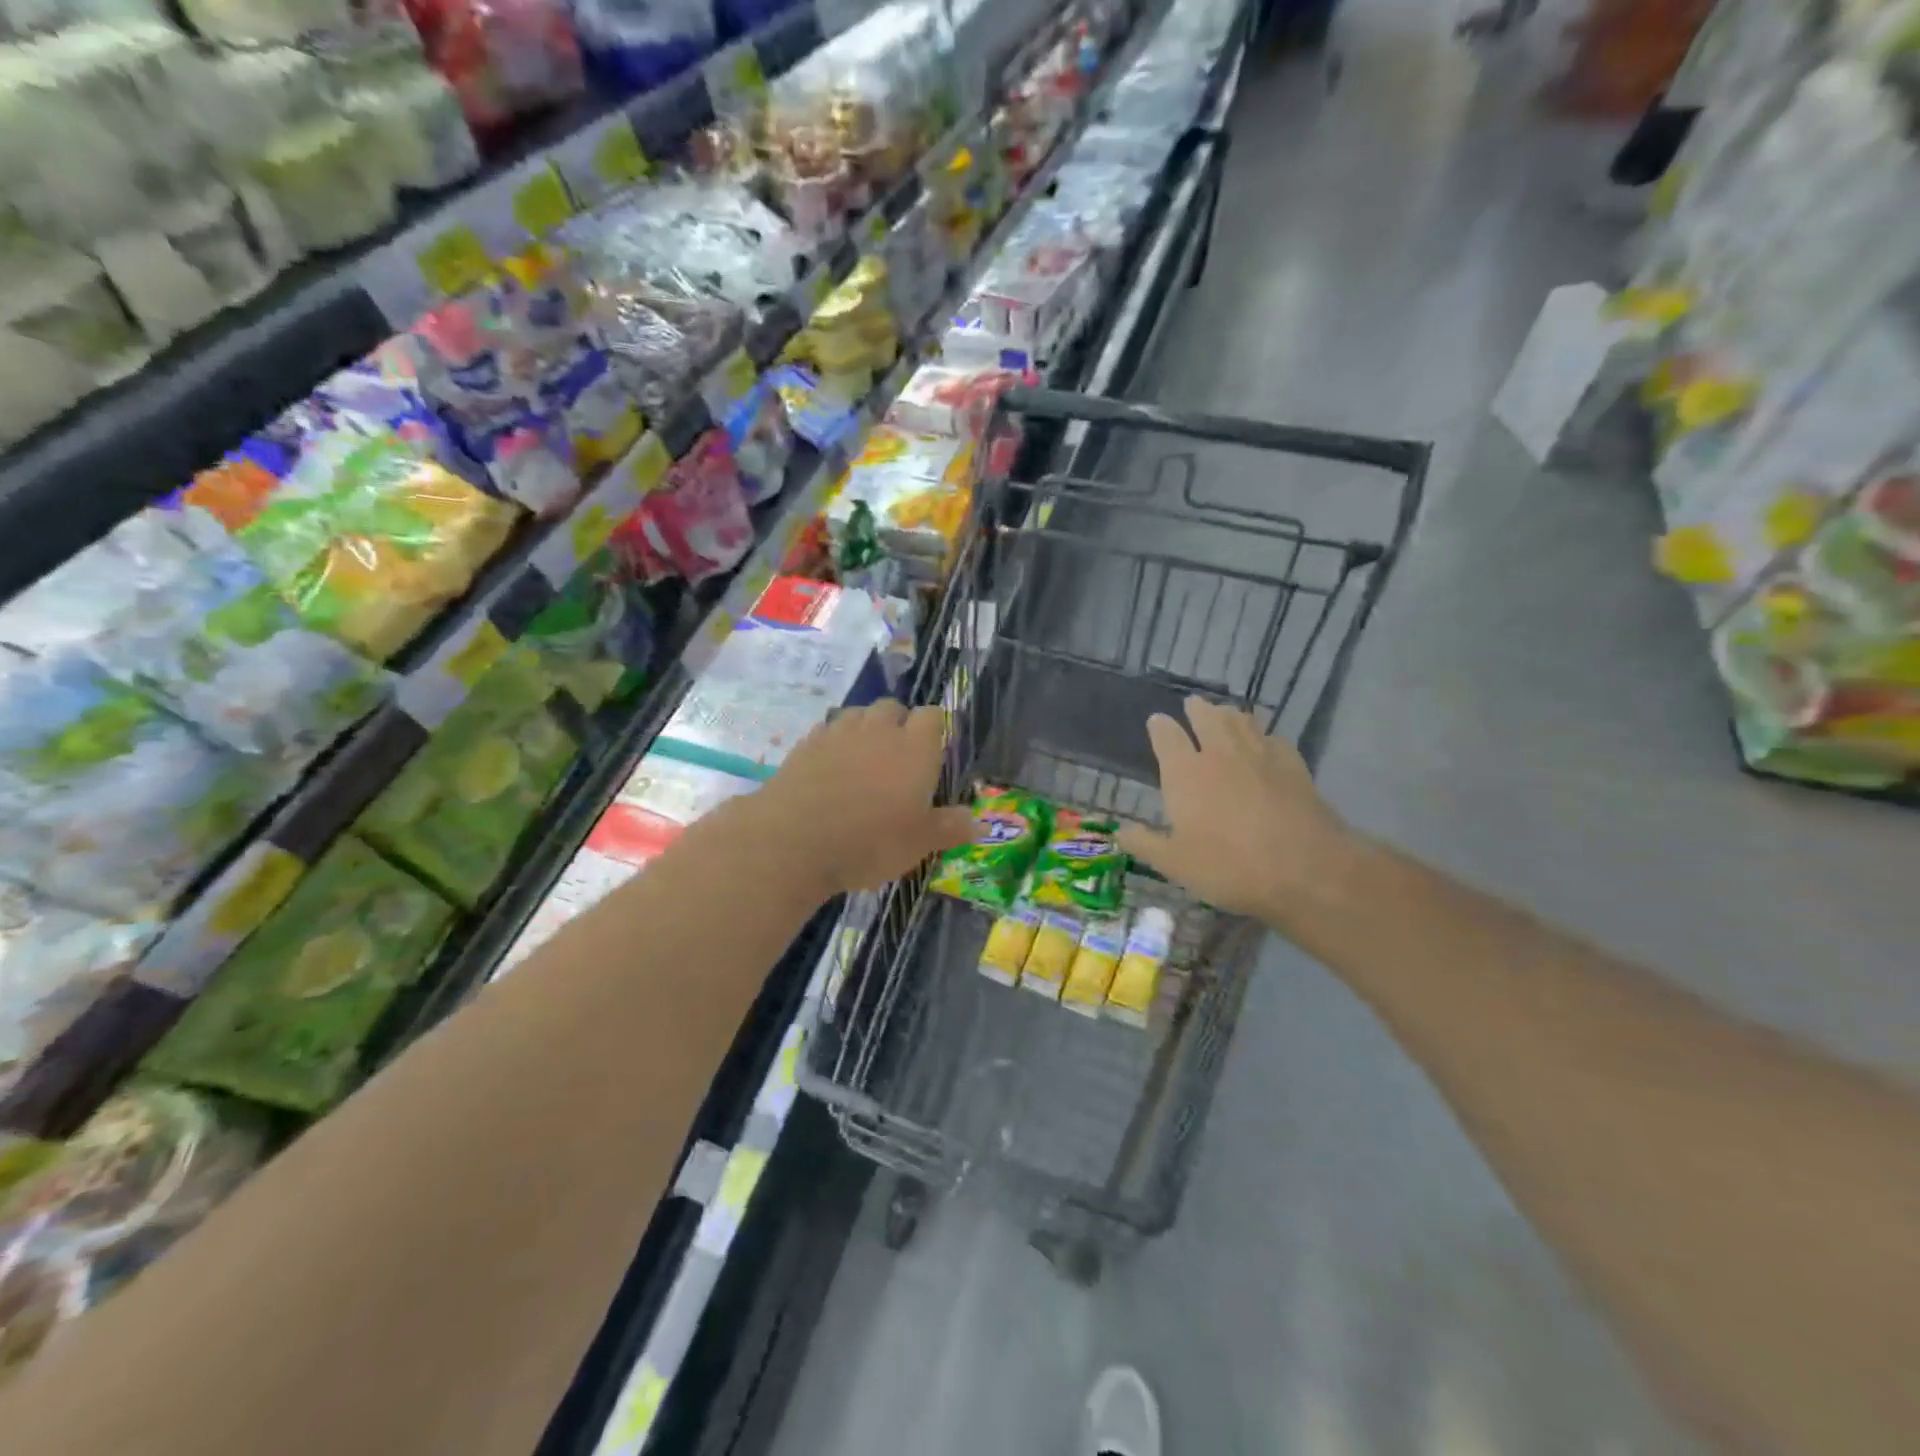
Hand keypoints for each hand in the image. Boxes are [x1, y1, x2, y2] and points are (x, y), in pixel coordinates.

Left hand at [759, 701, 975, 894]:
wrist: (794, 841)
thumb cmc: (869, 842)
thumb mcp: (919, 844)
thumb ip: (949, 828)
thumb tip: (977, 823)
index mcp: (915, 748)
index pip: (933, 716)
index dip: (936, 728)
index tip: (936, 748)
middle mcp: (879, 730)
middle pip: (893, 707)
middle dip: (900, 723)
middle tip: (900, 756)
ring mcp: (839, 733)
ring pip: (858, 713)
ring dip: (866, 727)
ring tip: (865, 757)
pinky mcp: (806, 744)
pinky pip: (828, 729)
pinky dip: (835, 741)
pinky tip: (832, 766)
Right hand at [1118, 697, 1355, 926]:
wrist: (1306, 869)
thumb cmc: (1229, 866)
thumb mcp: (1176, 864)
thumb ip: (1146, 843)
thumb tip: (1120, 831)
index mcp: (1185, 772)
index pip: (1167, 736)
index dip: (1159, 726)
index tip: (1156, 720)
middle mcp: (1220, 754)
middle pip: (1207, 717)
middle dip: (1197, 709)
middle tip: (1193, 704)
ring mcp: (1260, 755)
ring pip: (1242, 721)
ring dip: (1229, 714)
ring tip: (1224, 713)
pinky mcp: (1293, 765)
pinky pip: (1274, 738)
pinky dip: (1264, 734)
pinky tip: (1265, 741)